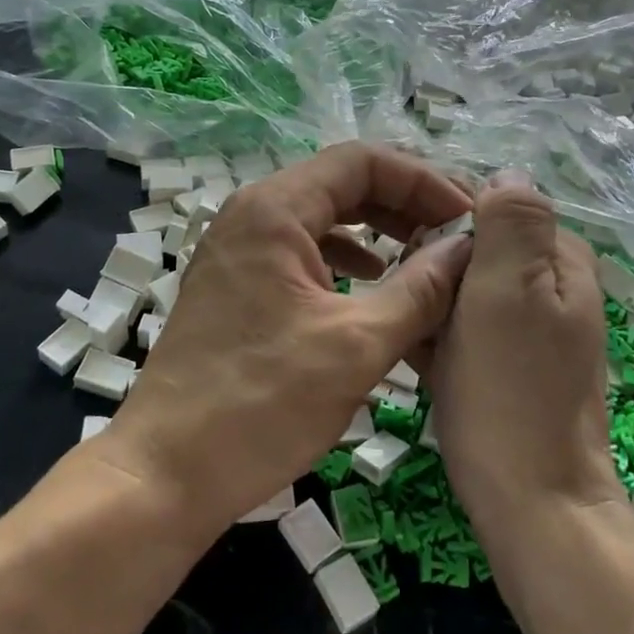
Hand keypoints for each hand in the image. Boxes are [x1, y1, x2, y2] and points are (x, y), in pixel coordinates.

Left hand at [96, 142, 474, 537]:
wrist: (166, 472)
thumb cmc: (261, 404)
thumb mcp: (356, 345)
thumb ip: (421, 290)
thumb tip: (468, 248)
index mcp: (274, 209)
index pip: (363, 161)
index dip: (423, 181)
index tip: (468, 218)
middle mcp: (251, 215)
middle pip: (342, 184)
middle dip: (405, 204)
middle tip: (456, 236)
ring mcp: (238, 250)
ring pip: (322, 218)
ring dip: (377, 231)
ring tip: (425, 260)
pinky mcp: (235, 285)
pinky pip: (301, 252)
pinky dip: (344, 260)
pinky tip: (371, 286)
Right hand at [429, 173, 623, 531]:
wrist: (531, 502)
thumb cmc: (512, 390)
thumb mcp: (510, 290)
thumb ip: (513, 221)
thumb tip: (505, 171)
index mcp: (560, 258)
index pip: (492, 205)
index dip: (445, 219)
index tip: (410, 251)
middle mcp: (552, 285)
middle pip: (475, 247)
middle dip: (435, 265)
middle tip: (413, 300)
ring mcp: (530, 327)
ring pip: (463, 287)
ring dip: (431, 301)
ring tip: (411, 331)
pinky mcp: (509, 361)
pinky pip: (464, 326)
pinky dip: (438, 333)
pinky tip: (418, 357)